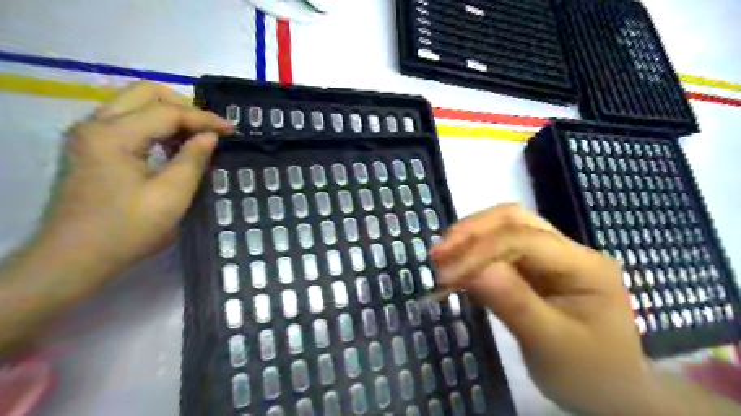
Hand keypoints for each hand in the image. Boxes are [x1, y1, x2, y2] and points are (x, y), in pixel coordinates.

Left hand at [41, 79, 230, 281]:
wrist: (76, 258)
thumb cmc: (128, 229)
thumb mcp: (172, 195)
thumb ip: (193, 159)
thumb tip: (210, 136)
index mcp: (113, 135)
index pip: (167, 111)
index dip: (204, 118)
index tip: (232, 130)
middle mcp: (95, 125)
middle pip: (145, 92)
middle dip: (184, 106)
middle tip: (210, 130)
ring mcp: (89, 135)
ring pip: (135, 104)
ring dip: (170, 116)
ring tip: (196, 140)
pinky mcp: (91, 148)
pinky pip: (128, 122)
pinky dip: (156, 127)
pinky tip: (173, 148)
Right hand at [432, 204, 655, 415]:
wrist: (611, 392)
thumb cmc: (588, 374)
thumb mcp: (550, 345)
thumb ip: (514, 303)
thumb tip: (472, 270)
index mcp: (584, 266)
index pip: (525, 240)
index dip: (481, 251)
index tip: (445, 274)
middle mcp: (568, 250)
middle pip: (515, 220)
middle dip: (472, 232)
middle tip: (438, 253)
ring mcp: (552, 256)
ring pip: (505, 228)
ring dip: (470, 237)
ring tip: (442, 255)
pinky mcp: (536, 267)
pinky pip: (501, 249)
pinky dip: (475, 253)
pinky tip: (457, 264)